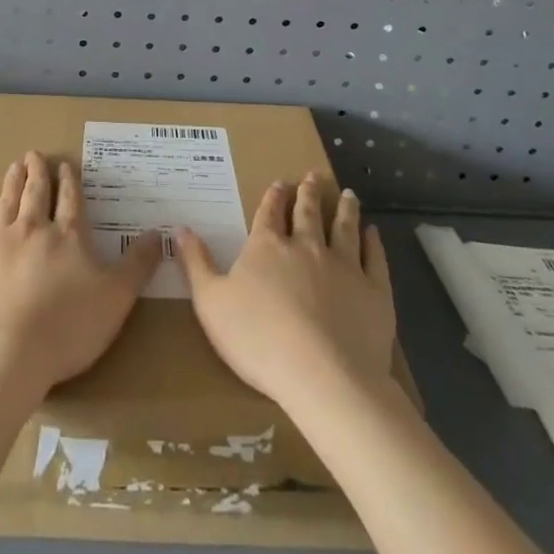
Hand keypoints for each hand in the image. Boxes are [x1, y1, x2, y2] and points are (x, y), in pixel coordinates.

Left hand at [0, 150, 161, 394]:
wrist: (2, 356)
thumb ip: (137, 265)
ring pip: (6, 204)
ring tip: (14, 166)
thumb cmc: (66, 329)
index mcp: (67, 237)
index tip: (65, 164)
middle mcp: (31, 230)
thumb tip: (158, 232)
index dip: (69, 181)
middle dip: (37, 172)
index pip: (71, 201)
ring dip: (11, 183)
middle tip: (34, 154)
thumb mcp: (116, 300)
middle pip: (35, 194)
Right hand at [176, 174, 395, 409]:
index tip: (280, 182)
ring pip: (345, 227)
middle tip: (313, 176)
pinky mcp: (373, 290)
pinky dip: (374, 243)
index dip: (274, 196)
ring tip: (349, 194)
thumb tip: (178, 227)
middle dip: (309, 193)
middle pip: (308, 212)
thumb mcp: (211, 303)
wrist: (323, 376)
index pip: (269, 212)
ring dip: (345, 209)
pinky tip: (375, 233)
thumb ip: (196, 263)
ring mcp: (344, 265)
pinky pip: (375, 258)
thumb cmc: (258, 340)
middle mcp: (306, 246)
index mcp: (267, 247)